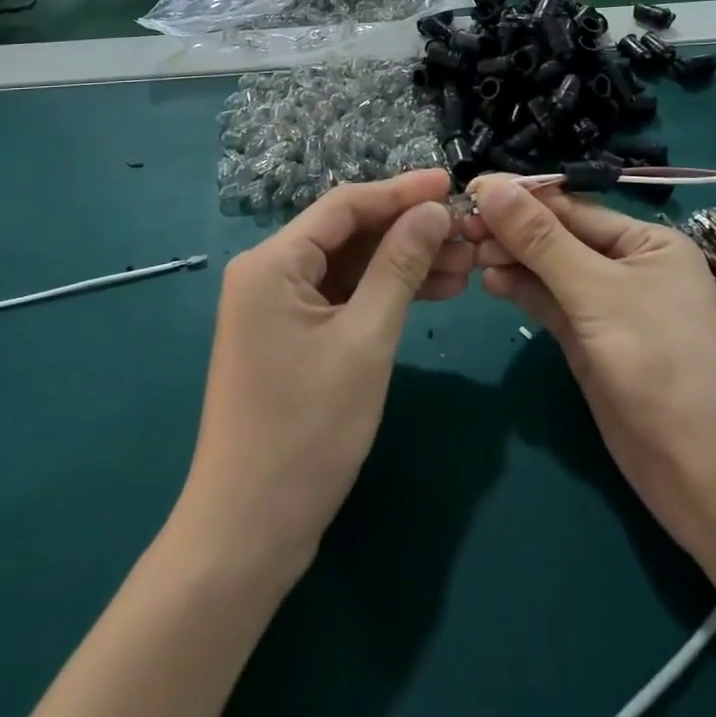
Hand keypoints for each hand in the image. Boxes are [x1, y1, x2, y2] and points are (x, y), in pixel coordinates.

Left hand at [175, 170, 464, 576]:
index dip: (401, 191)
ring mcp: (278, 307)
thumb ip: (399, 267)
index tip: (451, 183)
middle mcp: (269, 273)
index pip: (344, 205)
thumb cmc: (307, 431)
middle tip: (467, 233)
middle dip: (408, 231)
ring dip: (403, 263)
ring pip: (350, 267)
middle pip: (348, 234)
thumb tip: (432, 211)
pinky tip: (434, 292)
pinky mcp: (291, 337)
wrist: (248, 533)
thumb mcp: (365, 340)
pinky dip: (384, 295)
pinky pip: (343, 298)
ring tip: (465, 265)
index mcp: (272, 262)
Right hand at [467, 177, 715, 565]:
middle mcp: (627, 265)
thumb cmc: (662, 365)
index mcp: (646, 242)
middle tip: (460, 226)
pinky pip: (549, 303)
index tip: (471, 189)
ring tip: (469, 253)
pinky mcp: (589, 340)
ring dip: (511, 259)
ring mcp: (607, 305)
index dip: (521, 198)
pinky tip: (490, 281)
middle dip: (512, 230)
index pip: (573, 208)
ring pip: (549, 270)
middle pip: (558, 237)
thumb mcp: (599, 294)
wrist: (704, 475)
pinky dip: (521, 290)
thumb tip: (493, 187)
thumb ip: (542, 241)